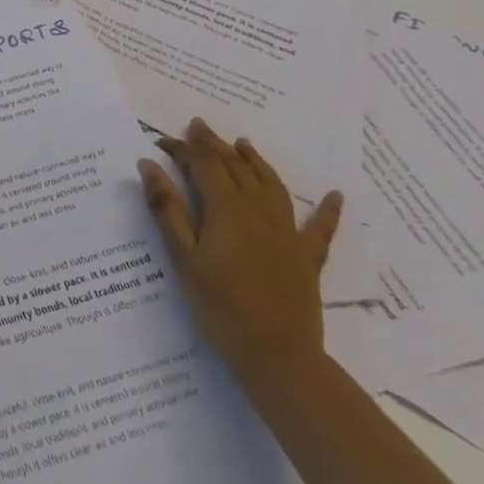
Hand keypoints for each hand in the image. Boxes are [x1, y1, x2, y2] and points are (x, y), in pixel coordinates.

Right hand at [137, 118, 342, 388]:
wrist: (278, 357)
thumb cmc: (219, 306)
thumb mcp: (182, 257)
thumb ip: (166, 208)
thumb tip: (149, 164)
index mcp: (226, 207)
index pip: (202, 164)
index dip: (182, 148)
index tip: (161, 142)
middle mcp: (258, 209)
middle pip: (235, 166)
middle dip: (214, 144)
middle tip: (198, 126)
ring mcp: (286, 232)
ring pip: (270, 184)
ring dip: (255, 160)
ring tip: (243, 143)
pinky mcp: (306, 257)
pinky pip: (319, 228)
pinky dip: (326, 210)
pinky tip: (335, 196)